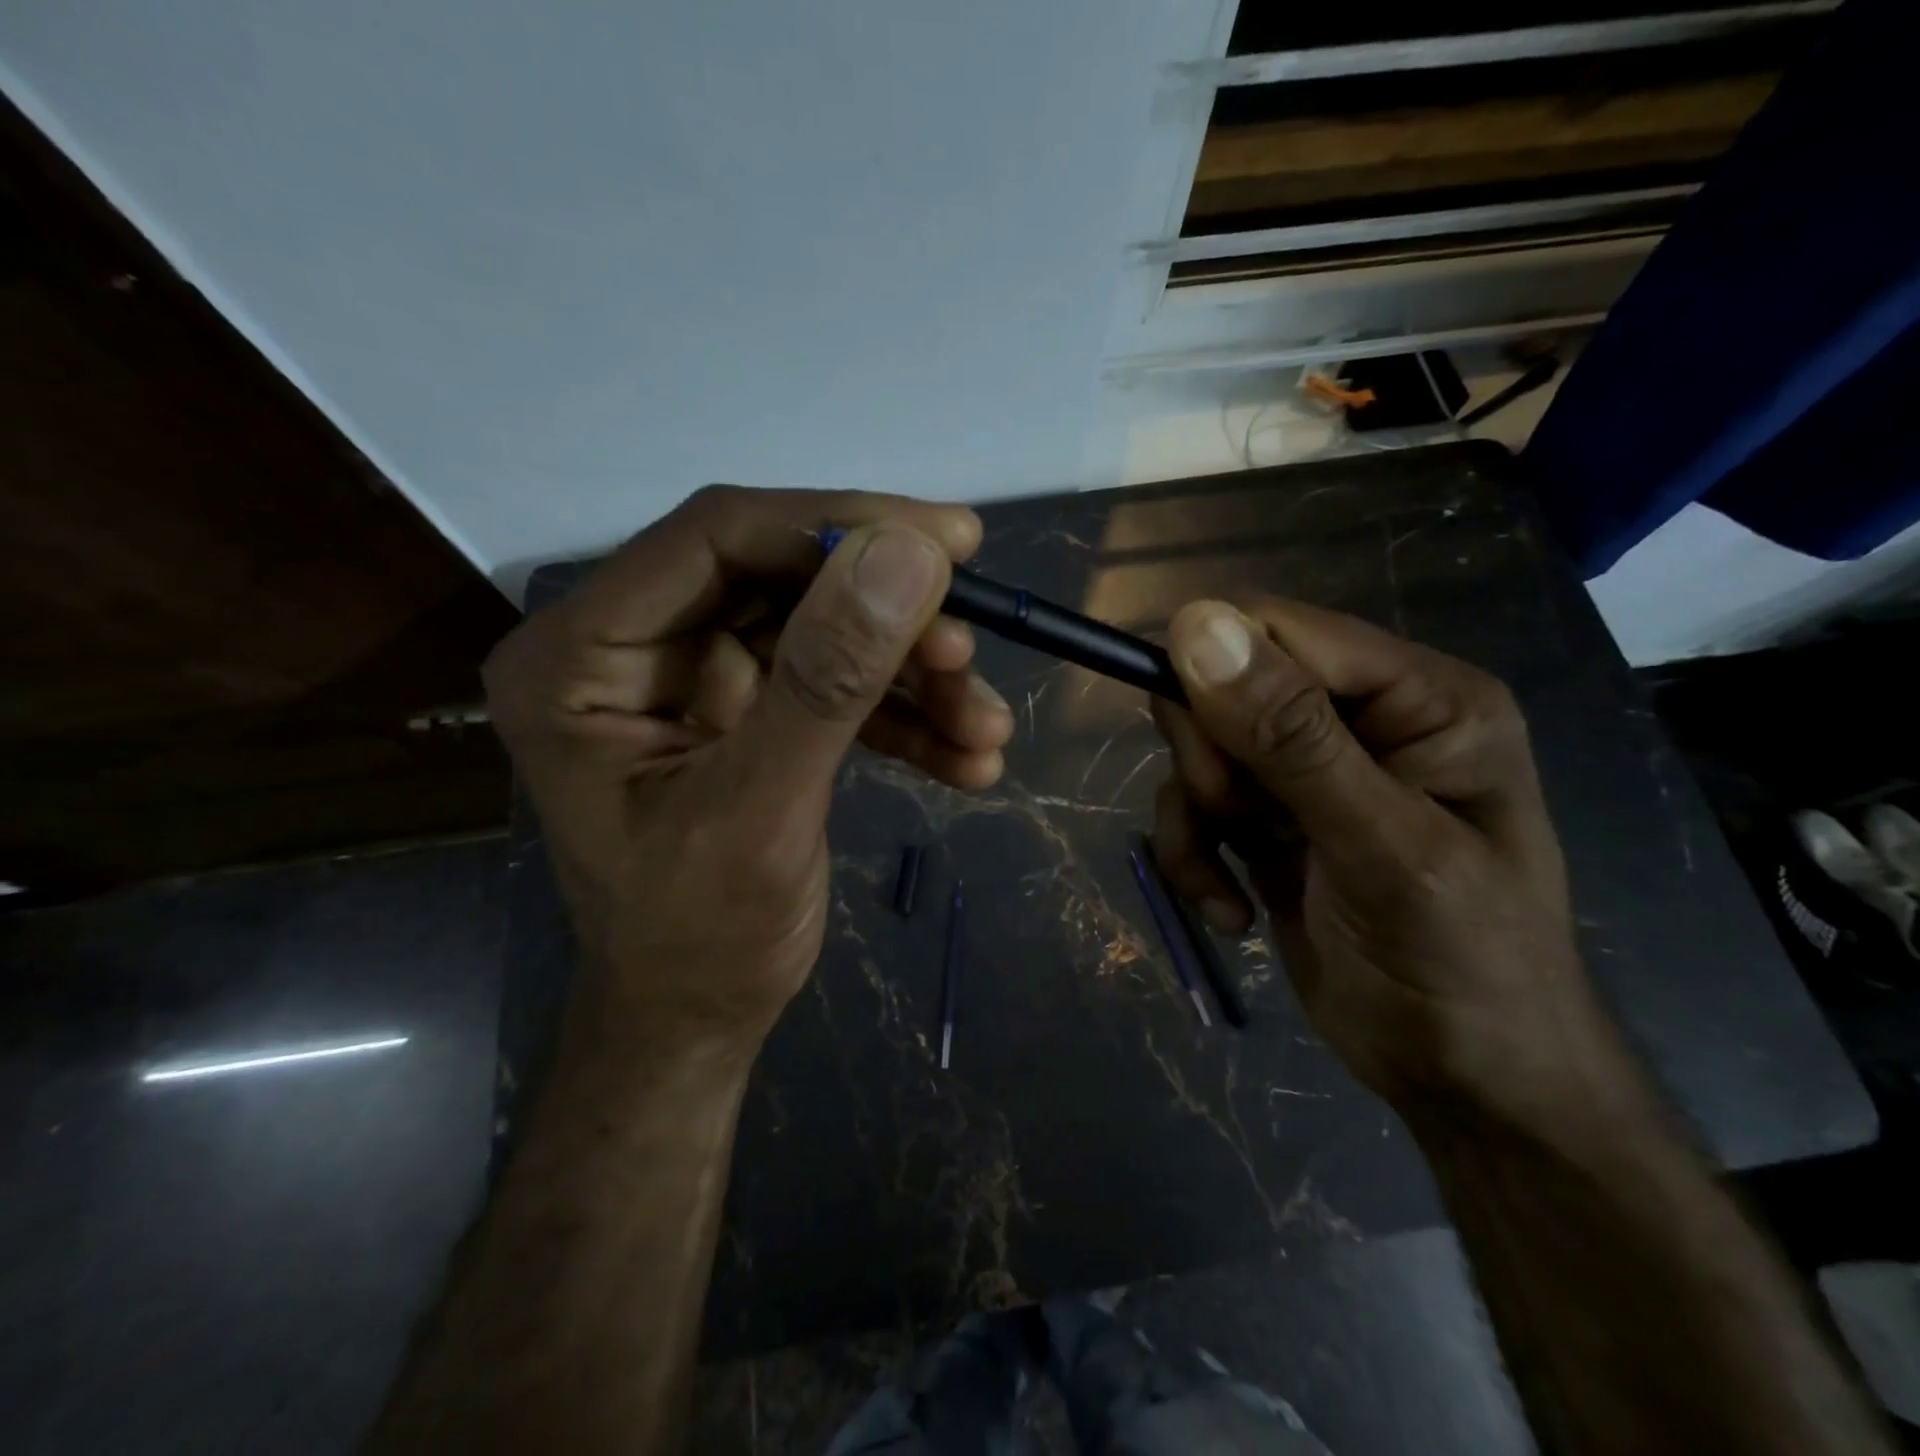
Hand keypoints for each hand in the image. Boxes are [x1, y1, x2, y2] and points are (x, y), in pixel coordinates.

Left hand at [484, 486, 1014, 1049]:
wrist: (698, 1021)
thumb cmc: (699, 940)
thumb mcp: (762, 812)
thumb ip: (829, 681)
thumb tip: (909, 554)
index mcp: (583, 655)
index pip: (716, 538)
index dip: (836, 525)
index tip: (950, 541)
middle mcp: (634, 647)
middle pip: (783, 580)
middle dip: (889, 616)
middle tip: (971, 643)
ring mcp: (697, 679)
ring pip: (826, 633)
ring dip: (914, 676)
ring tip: (986, 726)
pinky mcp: (752, 713)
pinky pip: (838, 687)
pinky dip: (906, 716)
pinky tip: (969, 759)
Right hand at [1151, 598, 1645, 1129]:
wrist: (1467, 1082)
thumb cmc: (1462, 963)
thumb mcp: (1383, 849)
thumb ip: (1292, 737)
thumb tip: (1194, 625)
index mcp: (1416, 696)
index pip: (1278, 629)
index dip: (1215, 671)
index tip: (1202, 757)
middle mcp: (1358, 719)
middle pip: (1223, 685)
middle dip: (1210, 760)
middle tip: (1236, 818)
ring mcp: (1307, 773)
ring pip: (1196, 751)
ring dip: (1195, 819)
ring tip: (1229, 882)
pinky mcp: (1267, 821)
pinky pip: (1193, 808)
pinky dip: (1192, 857)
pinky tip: (1228, 911)